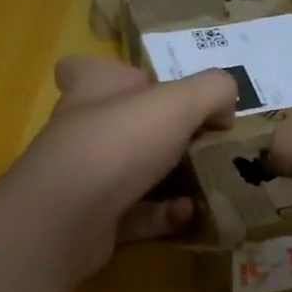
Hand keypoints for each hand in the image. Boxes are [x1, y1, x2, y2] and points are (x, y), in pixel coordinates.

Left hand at [0, 56, 235, 281]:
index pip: (90, 70)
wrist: (67, 219)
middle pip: (119, 125)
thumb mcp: (178, 103)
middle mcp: (82, 131)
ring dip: (169, 178)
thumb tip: (225, 107)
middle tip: (202, 140)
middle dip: (159, 133)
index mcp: (92, 89)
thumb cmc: (117, 143)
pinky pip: (136, 215)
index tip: (150, 89)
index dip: (116, 75)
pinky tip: (190, 214)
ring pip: (131, 173)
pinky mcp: (92, 222)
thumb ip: (212, 91)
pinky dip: (164, 214)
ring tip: (209, 181)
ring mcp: (84, 179)